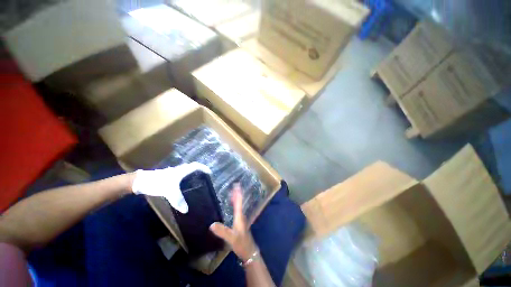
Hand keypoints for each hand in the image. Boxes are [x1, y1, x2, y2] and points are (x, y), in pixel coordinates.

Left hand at [131, 162, 210, 213]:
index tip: (210, 173)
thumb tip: (186, 210)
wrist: (141, 181)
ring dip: (193, 174)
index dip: (204, 168)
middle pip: (192, 167)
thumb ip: (178, 201)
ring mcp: (173, 172)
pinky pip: (181, 175)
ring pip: (186, 171)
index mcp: (182, 170)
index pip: (196, 166)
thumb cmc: (158, 183)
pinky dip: (186, 178)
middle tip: (204, 178)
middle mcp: (179, 169)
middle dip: (200, 171)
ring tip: (197, 181)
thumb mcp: (169, 192)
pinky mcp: (168, 176)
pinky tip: (184, 186)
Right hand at [210, 184, 257, 261]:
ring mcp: (241, 220)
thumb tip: (211, 224)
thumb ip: (222, 231)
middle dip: (237, 194)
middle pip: (239, 202)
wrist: (249, 252)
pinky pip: (237, 211)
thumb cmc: (241, 244)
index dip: (238, 193)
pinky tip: (233, 207)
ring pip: (239, 206)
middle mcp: (241, 216)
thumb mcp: (231, 238)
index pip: (239, 202)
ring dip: (236, 199)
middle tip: (234, 186)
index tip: (237, 185)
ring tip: (232, 193)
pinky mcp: (240, 224)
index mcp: (240, 217)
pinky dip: (235, 205)